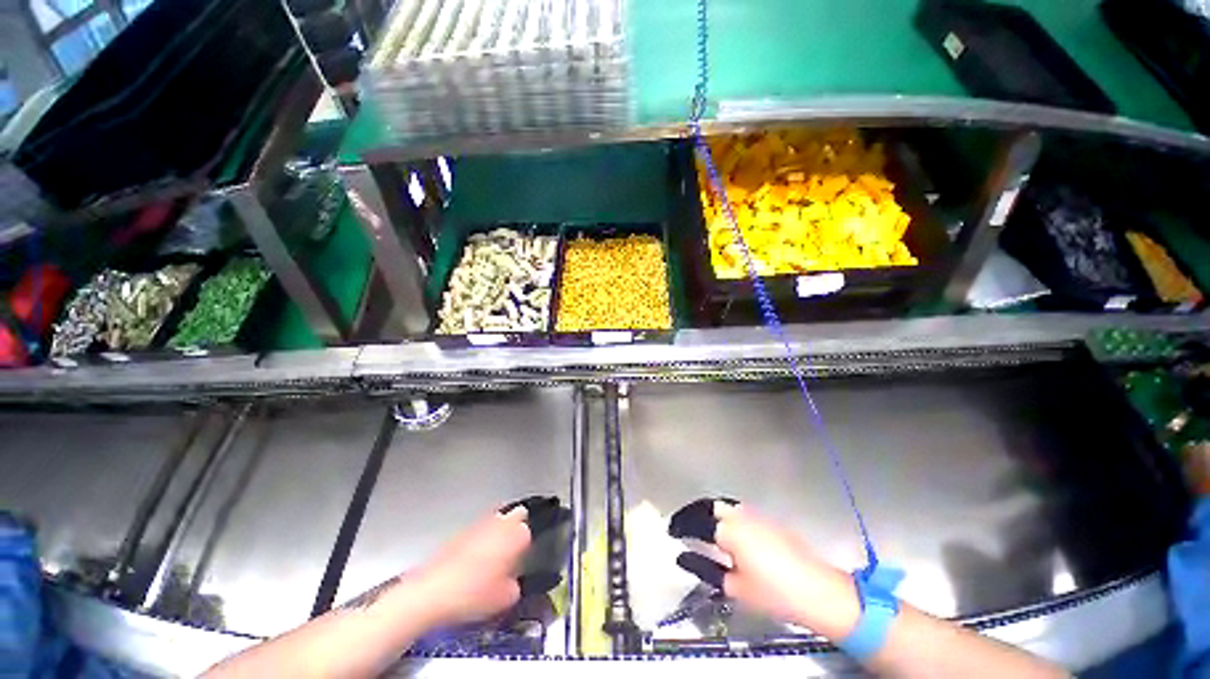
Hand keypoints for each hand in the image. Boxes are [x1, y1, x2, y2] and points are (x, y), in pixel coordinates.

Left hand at [406, 506, 531, 626]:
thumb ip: (515, 586)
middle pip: (515, 515)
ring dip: (498, 531)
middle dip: (516, 527)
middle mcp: (500, 523)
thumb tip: (512, 584)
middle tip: (513, 547)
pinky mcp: (459, 532)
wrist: (431, 593)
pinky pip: (478, 530)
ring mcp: (479, 525)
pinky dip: (480, 538)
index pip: (529, 532)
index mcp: (516, 535)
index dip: (526, 547)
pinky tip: (473, 559)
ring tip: (493, 553)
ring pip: (496, 519)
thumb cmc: (473, 595)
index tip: (521, 561)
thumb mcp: (505, 599)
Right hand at [696, 502, 861, 636]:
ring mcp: (757, 515)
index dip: (681, 526)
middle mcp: (740, 516)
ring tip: (705, 531)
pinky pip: (741, 514)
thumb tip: (684, 557)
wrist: (818, 591)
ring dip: (712, 516)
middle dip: (695, 515)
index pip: (696, 523)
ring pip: (726, 508)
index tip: (672, 532)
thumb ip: (707, 569)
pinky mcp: (769, 520)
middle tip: (685, 528)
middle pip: (710, 507)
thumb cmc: (774, 593)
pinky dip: (729, 520)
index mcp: (729, 531)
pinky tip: (731, 536)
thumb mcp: (736, 587)